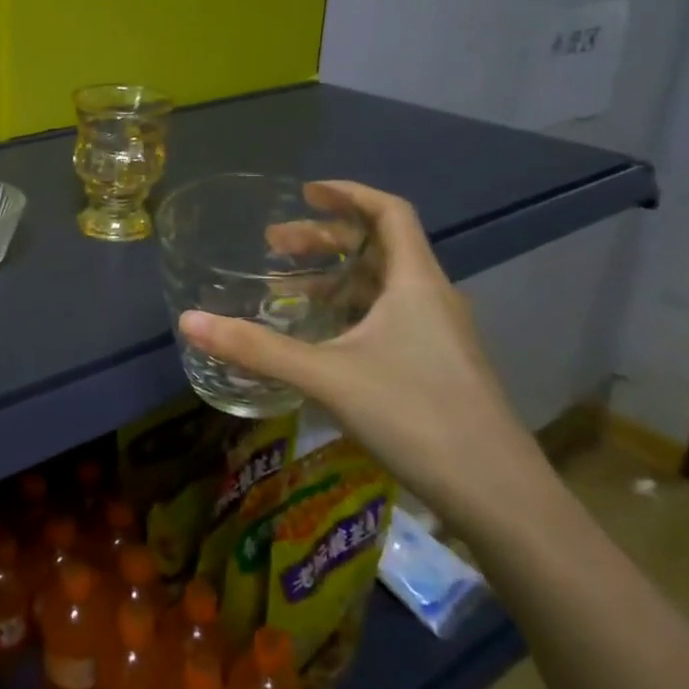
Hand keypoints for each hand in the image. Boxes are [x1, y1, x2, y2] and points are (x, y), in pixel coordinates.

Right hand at [178, 182, 548, 532]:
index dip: (348, 194)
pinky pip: (388, 318)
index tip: (305, 192)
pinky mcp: (438, 366)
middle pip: (379, 247)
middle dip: (325, 239)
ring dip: (334, 277)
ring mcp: (439, 334)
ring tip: (286, 289)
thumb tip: (189, 321)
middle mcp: (432, 297)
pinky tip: (320, 338)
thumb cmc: (417, 416)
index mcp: (416, 282)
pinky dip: (350, 311)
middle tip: (274, 244)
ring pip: (382, 286)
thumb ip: (256, 347)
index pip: (389, 212)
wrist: (500, 496)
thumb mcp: (327, 376)